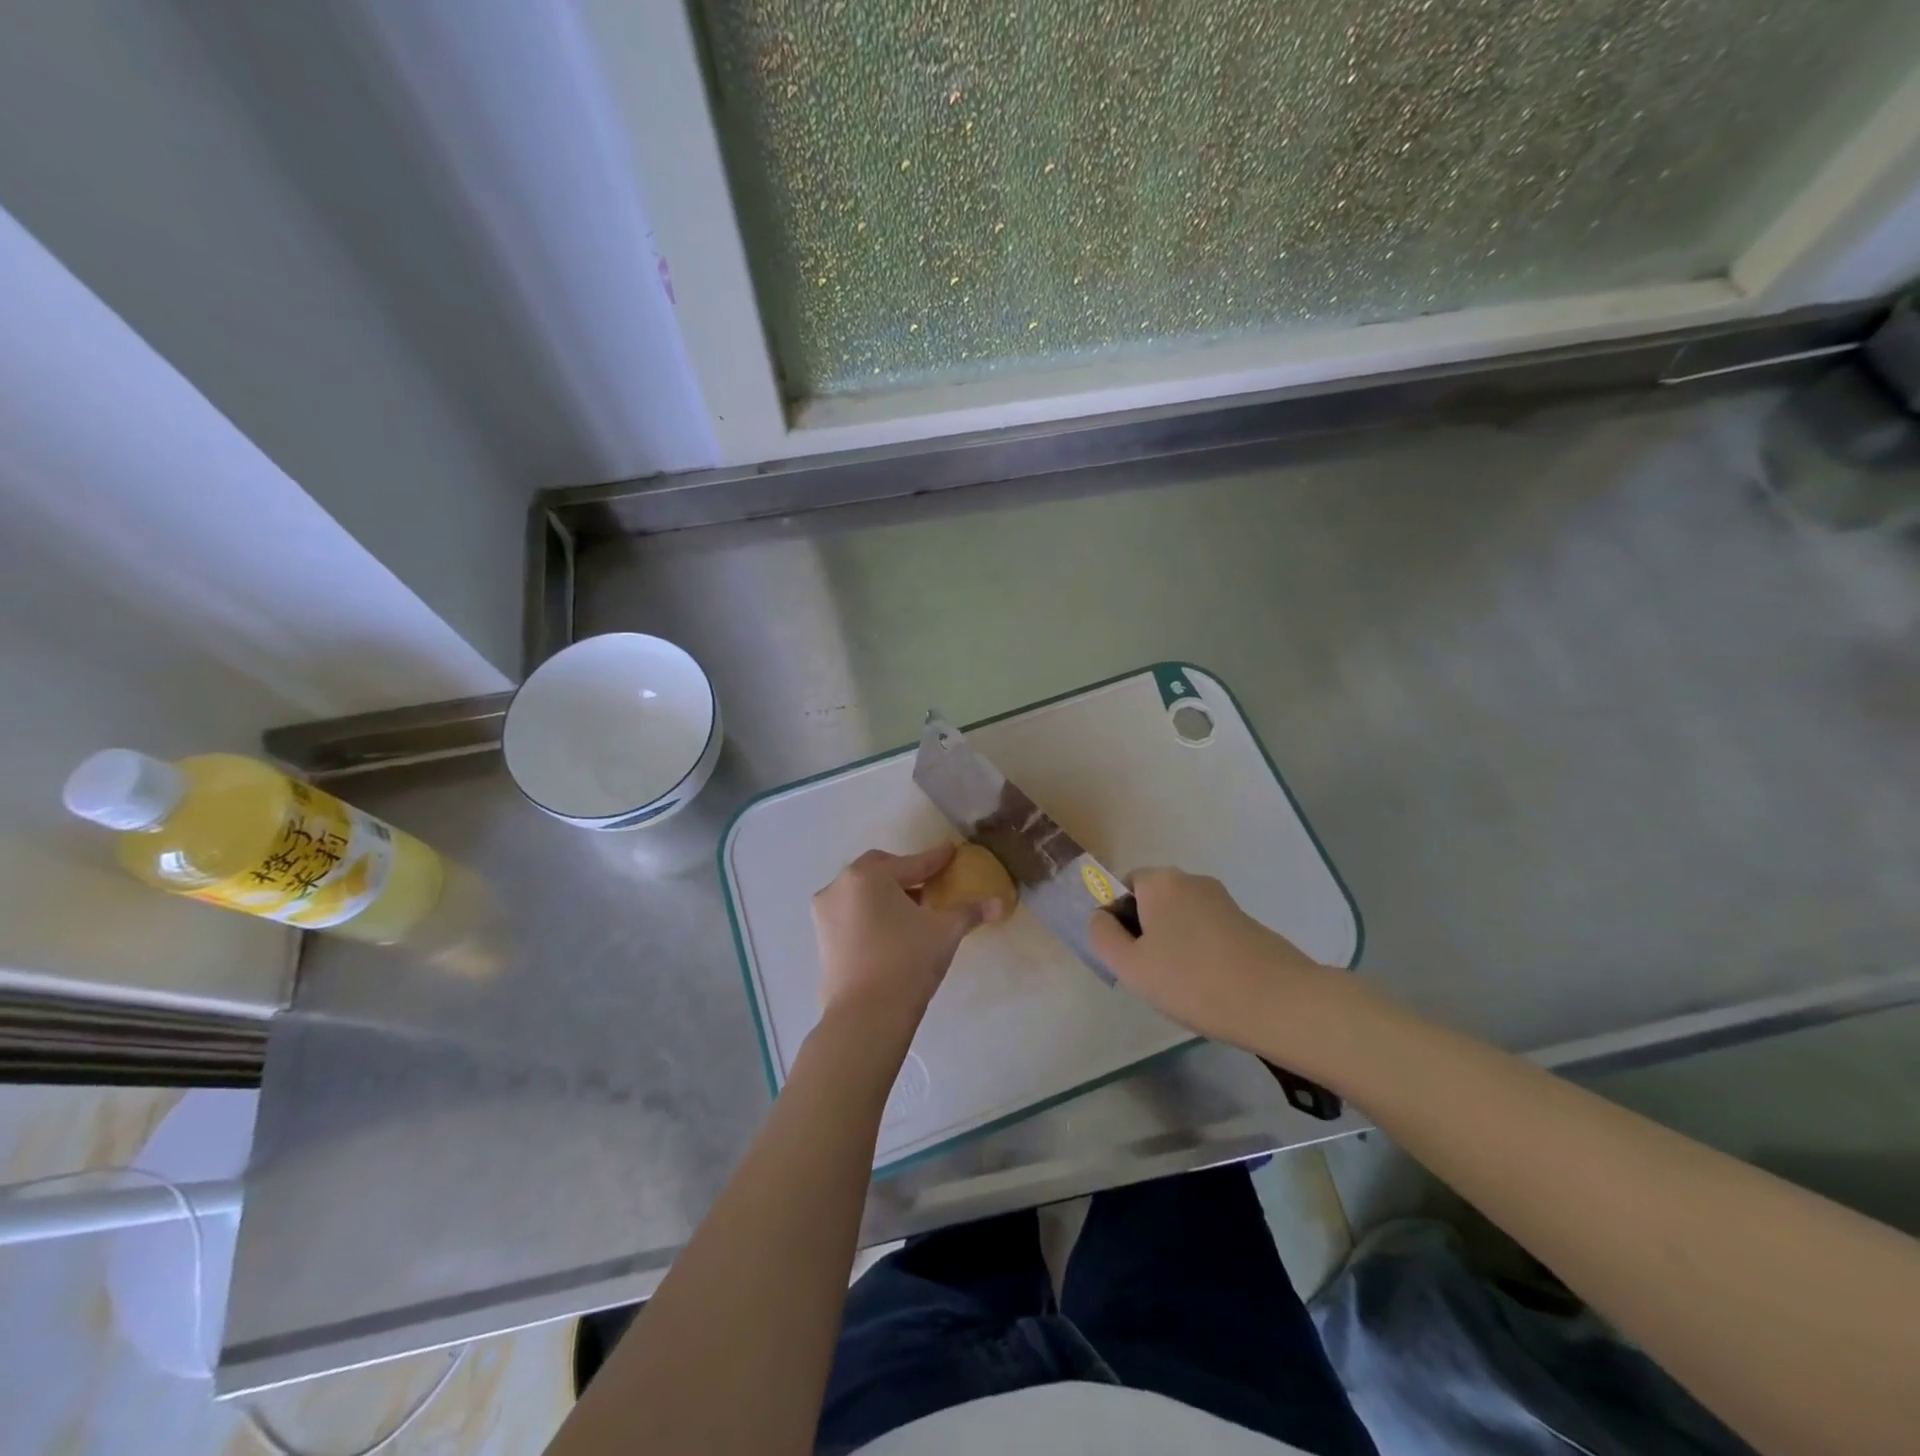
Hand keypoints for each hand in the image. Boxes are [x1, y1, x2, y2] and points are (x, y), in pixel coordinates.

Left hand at [811, 845, 1005, 1035]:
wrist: (865, 1016)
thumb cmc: (907, 961)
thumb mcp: (945, 932)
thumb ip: (970, 911)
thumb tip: (1000, 902)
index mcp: (869, 876)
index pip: (912, 863)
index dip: (935, 859)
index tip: (951, 851)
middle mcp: (840, 886)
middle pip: (879, 870)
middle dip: (905, 872)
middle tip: (929, 882)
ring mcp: (825, 913)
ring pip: (862, 892)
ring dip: (886, 894)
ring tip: (912, 910)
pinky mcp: (822, 938)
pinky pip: (851, 913)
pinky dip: (871, 913)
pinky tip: (891, 930)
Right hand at [1087, 867, 1336, 1048]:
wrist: (1279, 1002)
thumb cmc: (1193, 980)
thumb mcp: (1131, 965)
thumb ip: (1102, 935)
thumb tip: (1101, 916)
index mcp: (1160, 881)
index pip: (1123, 887)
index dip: (1118, 920)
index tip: (1129, 957)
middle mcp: (1191, 880)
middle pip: (1153, 901)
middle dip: (1147, 934)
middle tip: (1152, 975)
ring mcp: (1223, 900)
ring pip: (1180, 919)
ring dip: (1174, 945)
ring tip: (1184, 986)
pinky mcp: (1247, 922)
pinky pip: (1207, 932)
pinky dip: (1201, 953)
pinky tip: (1210, 986)